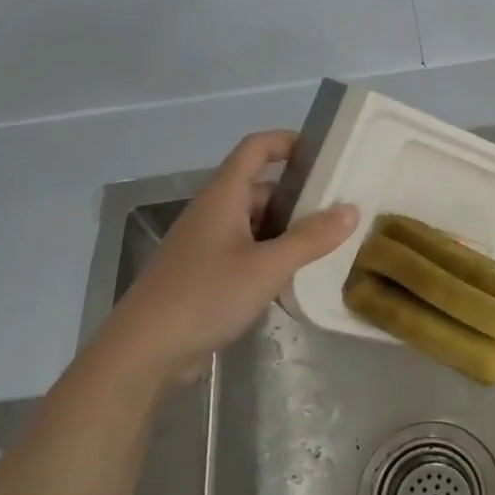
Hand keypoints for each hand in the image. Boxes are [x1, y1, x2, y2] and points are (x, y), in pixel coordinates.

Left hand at [91, 131, 356, 389]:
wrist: (143, 352)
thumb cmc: (205, 296)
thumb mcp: (267, 267)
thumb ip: (310, 238)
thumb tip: (352, 210)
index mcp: (223, 196)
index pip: (256, 148)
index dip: (288, 141)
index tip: (326, 153)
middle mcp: (213, 212)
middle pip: (260, 187)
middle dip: (299, 195)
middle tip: (340, 208)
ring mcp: (207, 244)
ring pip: (255, 223)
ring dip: (288, 230)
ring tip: (328, 244)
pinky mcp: (205, 274)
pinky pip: (246, 251)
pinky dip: (272, 256)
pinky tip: (295, 278)